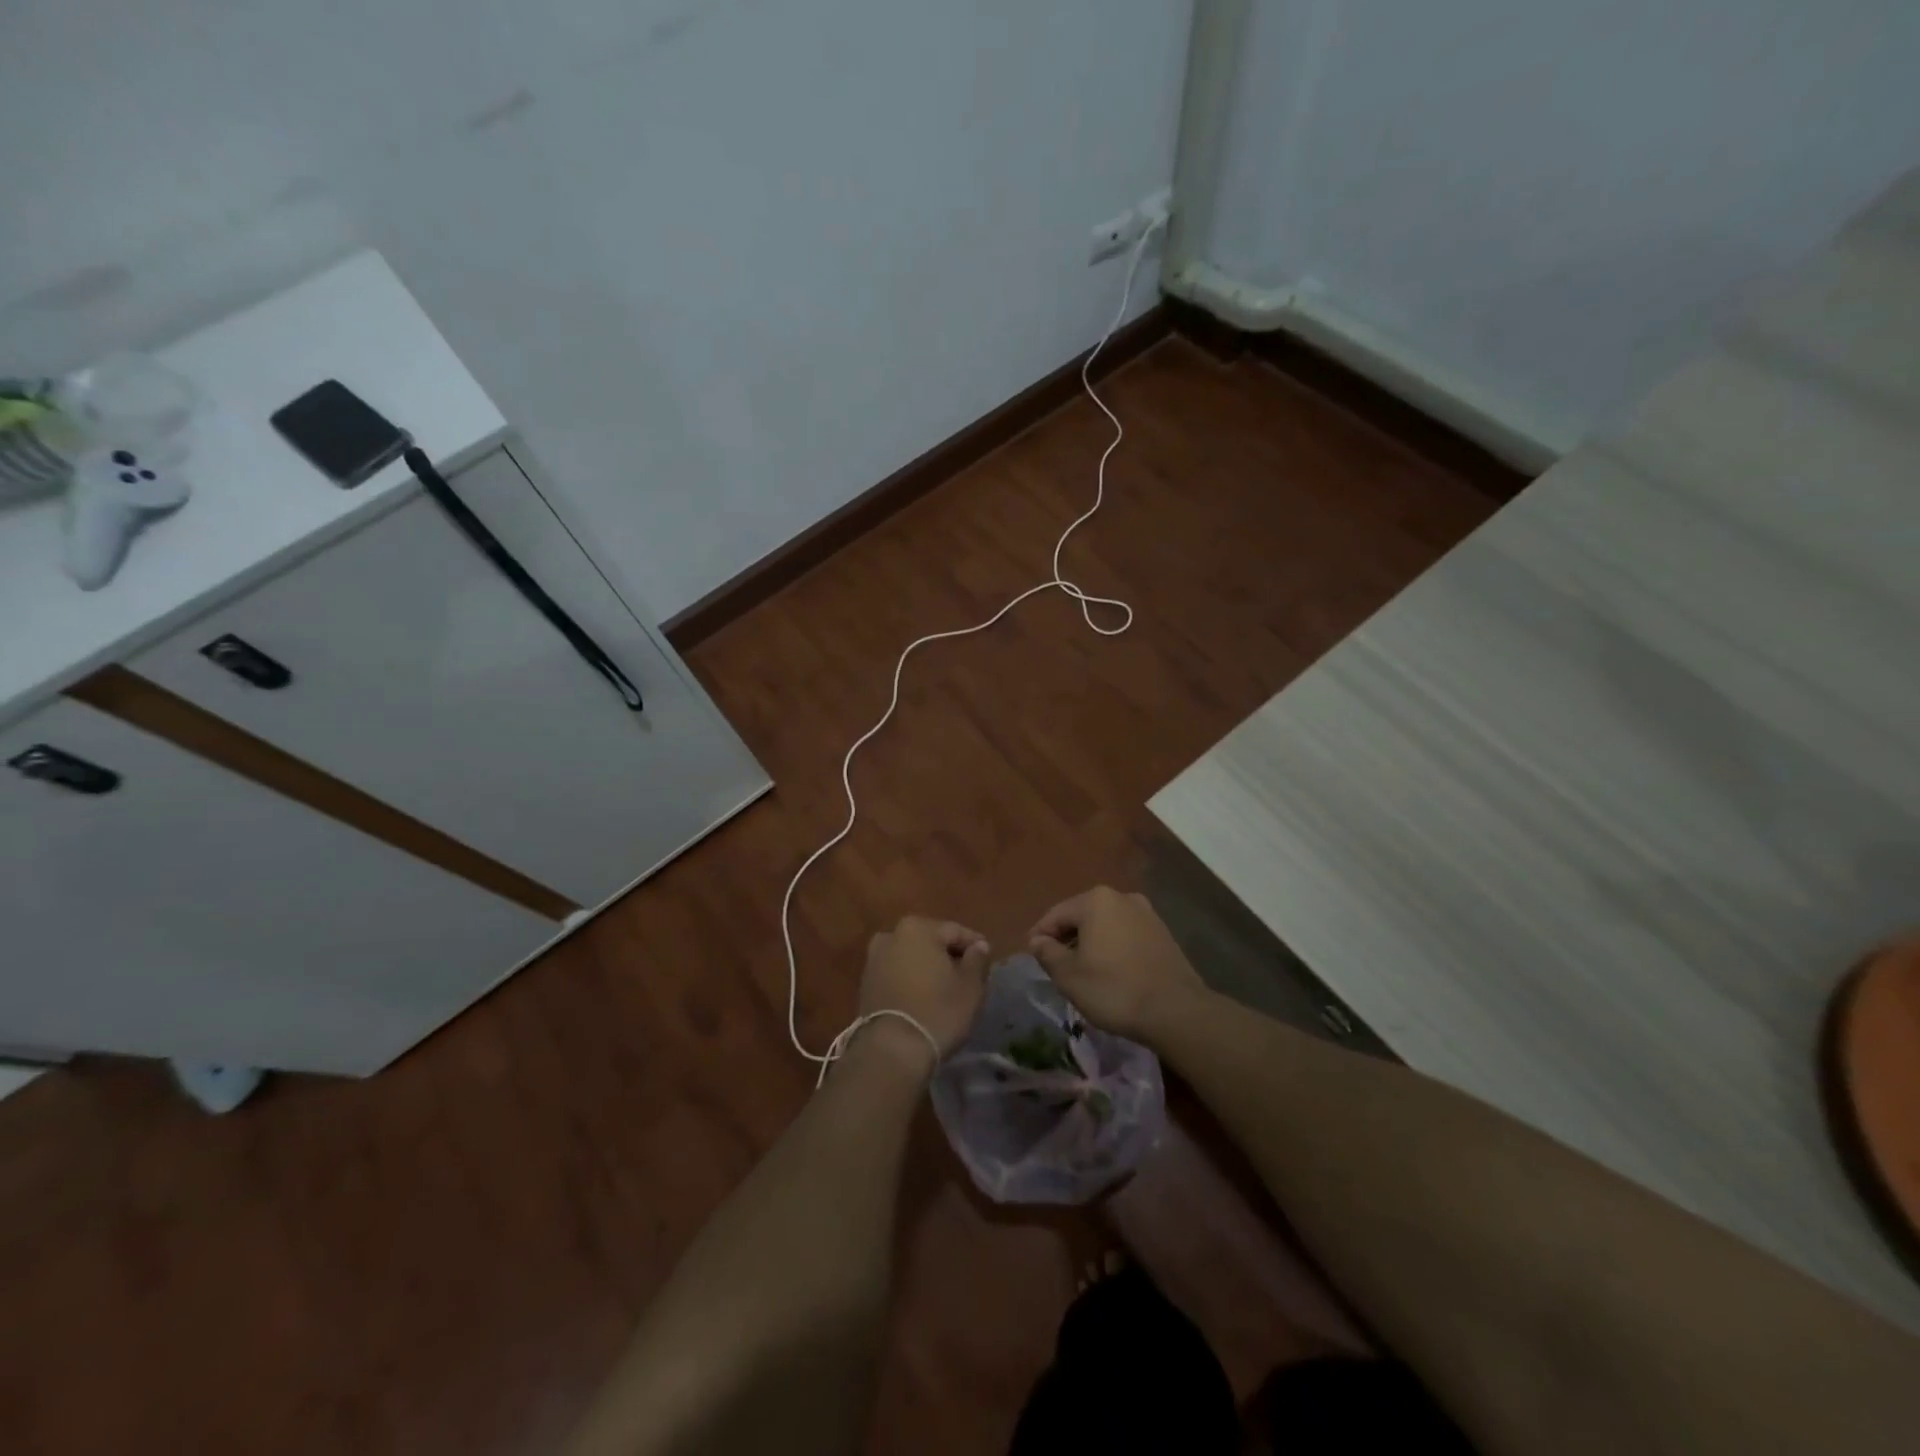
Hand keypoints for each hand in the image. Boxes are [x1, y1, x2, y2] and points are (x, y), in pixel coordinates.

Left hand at [857, 917, 991, 1071]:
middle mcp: (891, 935)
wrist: (892, 1051)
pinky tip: (925, 999)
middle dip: (950, 956)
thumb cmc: (938, 1011)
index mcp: (917, 928)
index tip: (988, 960)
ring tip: (947, 990)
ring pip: (913, 958)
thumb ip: (978, 959)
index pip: (956, 931)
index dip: (976, 946)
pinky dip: (912, 981)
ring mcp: (874, 959)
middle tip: (969, 976)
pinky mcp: (866, 984)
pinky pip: (898, 974)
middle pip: (931, 942)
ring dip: (929, 969)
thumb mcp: (971, 986)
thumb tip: (979, 946)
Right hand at [1029, 887, 1205, 1042]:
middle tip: (1055, 964)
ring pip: (1106, 924)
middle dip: (1066, 937)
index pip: (1056, 914)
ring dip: (1090, 942)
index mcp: (1096, 901)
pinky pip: (1126, 934)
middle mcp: (1122, 897)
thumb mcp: (1069, 976)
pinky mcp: (1163, 932)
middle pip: (1082, 915)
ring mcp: (1146, 913)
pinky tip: (1110, 971)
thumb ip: (1048, 954)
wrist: (1176, 1010)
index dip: (1040, 935)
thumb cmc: (1114, 989)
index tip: (1031, 955)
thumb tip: (1037, 941)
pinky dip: (1112, 947)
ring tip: (1082, 970)